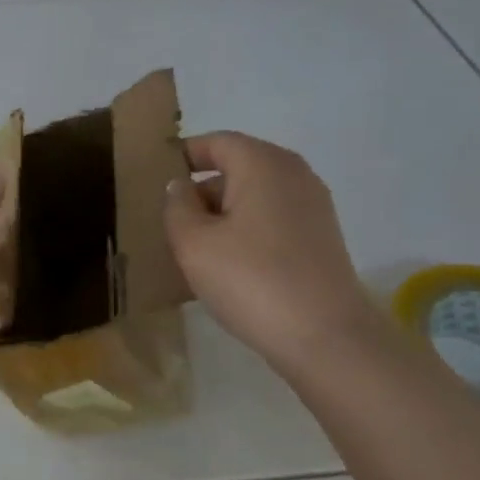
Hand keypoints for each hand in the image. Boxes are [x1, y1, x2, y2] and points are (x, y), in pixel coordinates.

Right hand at [164, 132, 377, 364]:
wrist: (325, 337)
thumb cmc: (251, 279)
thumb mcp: (194, 242)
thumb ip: (177, 206)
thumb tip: (180, 187)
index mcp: (263, 163)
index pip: (216, 142)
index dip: (183, 155)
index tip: (154, 177)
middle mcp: (293, 174)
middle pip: (236, 168)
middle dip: (200, 190)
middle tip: (168, 221)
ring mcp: (312, 206)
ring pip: (253, 197)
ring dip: (222, 215)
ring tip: (192, 247)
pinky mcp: (320, 238)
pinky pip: (271, 220)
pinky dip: (245, 231)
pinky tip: (227, 265)